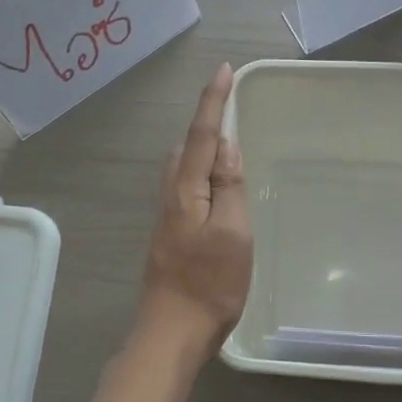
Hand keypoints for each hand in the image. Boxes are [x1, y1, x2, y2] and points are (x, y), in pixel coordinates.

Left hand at [134, 62, 252, 361]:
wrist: (171, 332)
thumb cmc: (209, 283)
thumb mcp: (232, 234)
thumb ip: (229, 188)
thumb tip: (227, 148)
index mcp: (186, 190)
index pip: (202, 135)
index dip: (213, 101)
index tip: (224, 70)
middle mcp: (171, 195)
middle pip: (187, 145)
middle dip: (206, 119)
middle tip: (229, 102)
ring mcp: (168, 216)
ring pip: (183, 166)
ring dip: (202, 144)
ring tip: (226, 137)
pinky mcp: (171, 233)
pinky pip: (186, 185)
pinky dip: (202, 169)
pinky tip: (214, 182)